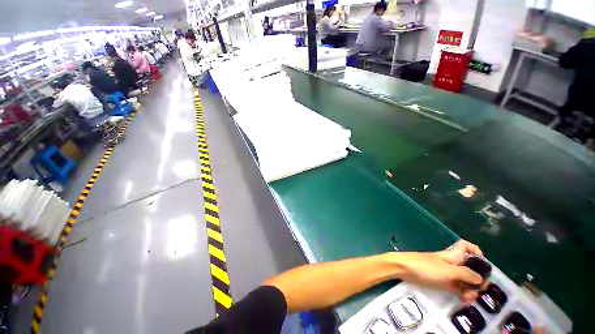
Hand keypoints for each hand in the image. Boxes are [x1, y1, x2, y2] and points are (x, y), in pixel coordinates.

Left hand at [395, 240, 484, 301]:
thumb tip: (481, 279)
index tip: (482, 265)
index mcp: (454, 255)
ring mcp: (447, 272)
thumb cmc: (426, 267)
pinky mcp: (442, 281)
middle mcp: (453, 263)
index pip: (466, 246)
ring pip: (465, 279)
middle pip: (471, 267)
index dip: (476, 251)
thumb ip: (466, 274)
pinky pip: (457, 286)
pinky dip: (462, 293)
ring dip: (470, 289)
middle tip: (476, 291)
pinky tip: (463, 300)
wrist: (404, 269)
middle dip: (477, 280)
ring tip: (467, 299)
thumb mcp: (449, 271)